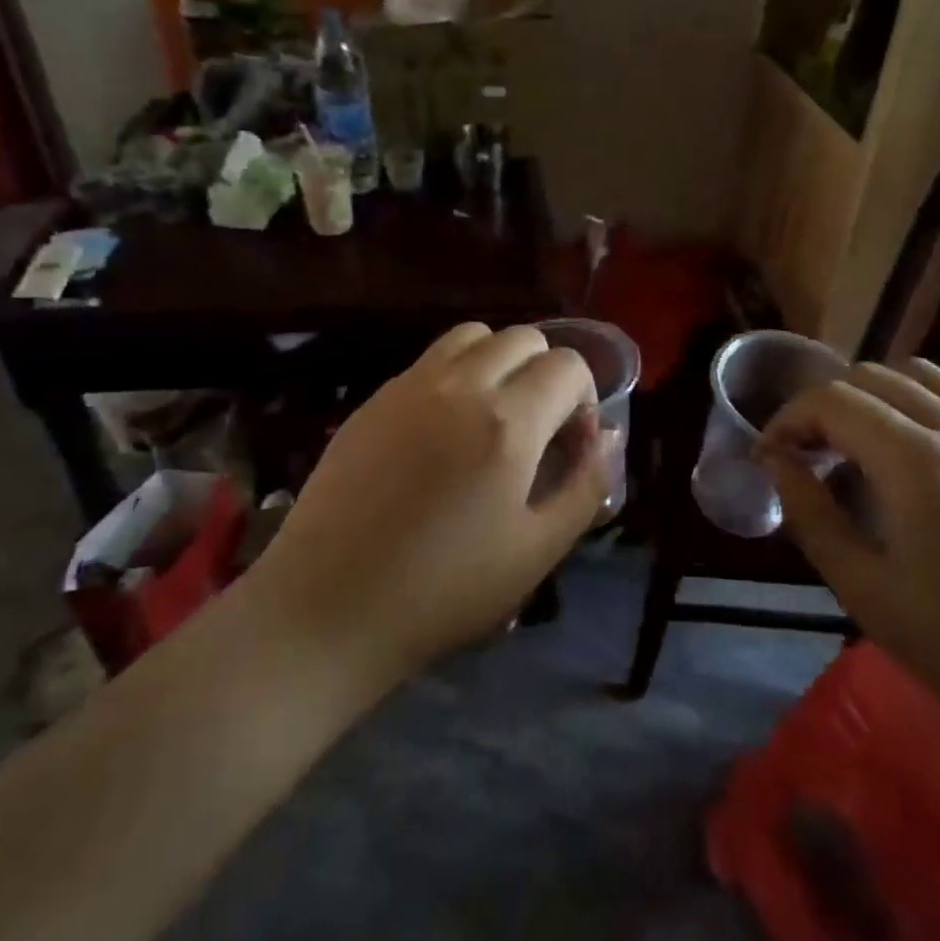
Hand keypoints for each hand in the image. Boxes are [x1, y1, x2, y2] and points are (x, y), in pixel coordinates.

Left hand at [245, 323, 615, 680]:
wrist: (330, 606)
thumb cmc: (445, 589)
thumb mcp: (538, 550)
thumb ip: (587, 486)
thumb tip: (609, 437)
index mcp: (508, 422)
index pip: (567, 365)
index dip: (583, 399)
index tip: (570, 445)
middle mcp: (460, 386)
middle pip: (522, 337)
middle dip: (545, 373)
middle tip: (537, 428)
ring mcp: (408, 387)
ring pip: (471, 335)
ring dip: (498, 360)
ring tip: (492, 416)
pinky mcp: (372, 400)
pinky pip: (428, 361)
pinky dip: (454, 375)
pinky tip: (442, 431)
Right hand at [758, 359, 939, 750]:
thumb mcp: (863, 588)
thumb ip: (810, 513)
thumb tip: (776, 461)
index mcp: (918, 464)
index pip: (833, 401)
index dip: (788, 419)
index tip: (769, 457)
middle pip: (870, 377)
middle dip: (823, 406)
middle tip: (805, 455)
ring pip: (916, 376)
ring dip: (869, 398)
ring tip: (854, 448)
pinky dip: (913, 406)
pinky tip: (908, 460)